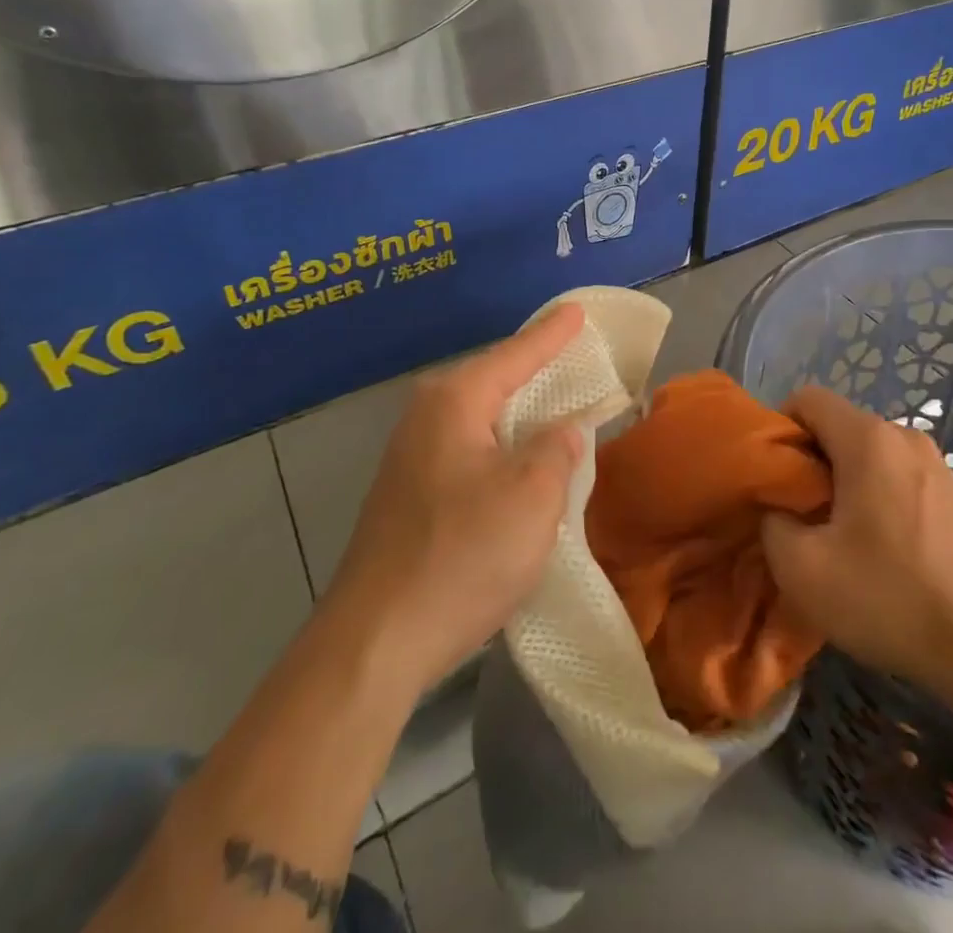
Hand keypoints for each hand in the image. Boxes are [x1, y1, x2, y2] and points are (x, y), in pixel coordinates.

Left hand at [322, 305, 586, 691]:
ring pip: (479, 418)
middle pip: (493, 379)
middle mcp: (426, 417)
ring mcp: (411, 457)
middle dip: (533, 367)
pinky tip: (518, 460)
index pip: (515, 354)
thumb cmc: (462, 556)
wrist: (375, 642)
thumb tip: (563, 431)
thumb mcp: (532, 496)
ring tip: (554, 400)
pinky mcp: (409, 495)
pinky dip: (501, 446)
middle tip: (571, 351)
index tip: (577, 310)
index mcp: (455, 402)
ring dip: (518, 412)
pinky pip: (468, 449)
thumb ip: (557, 449)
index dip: (552, 334)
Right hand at [760, 387, 952, 686]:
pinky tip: (878, 548)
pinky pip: (897, 475)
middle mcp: (904, 436)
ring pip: (868, 453)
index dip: (780, 429)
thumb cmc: (889, 598)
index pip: (808, 398)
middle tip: (799, 514)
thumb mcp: (801, 568)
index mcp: (868, 439)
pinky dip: (875, 496)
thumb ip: (772, 522)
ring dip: (843, 482)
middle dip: (810, 461)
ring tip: (837, 535)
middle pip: (839, 426)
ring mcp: (936, 464)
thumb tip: (779, 508)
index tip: (774, 477)